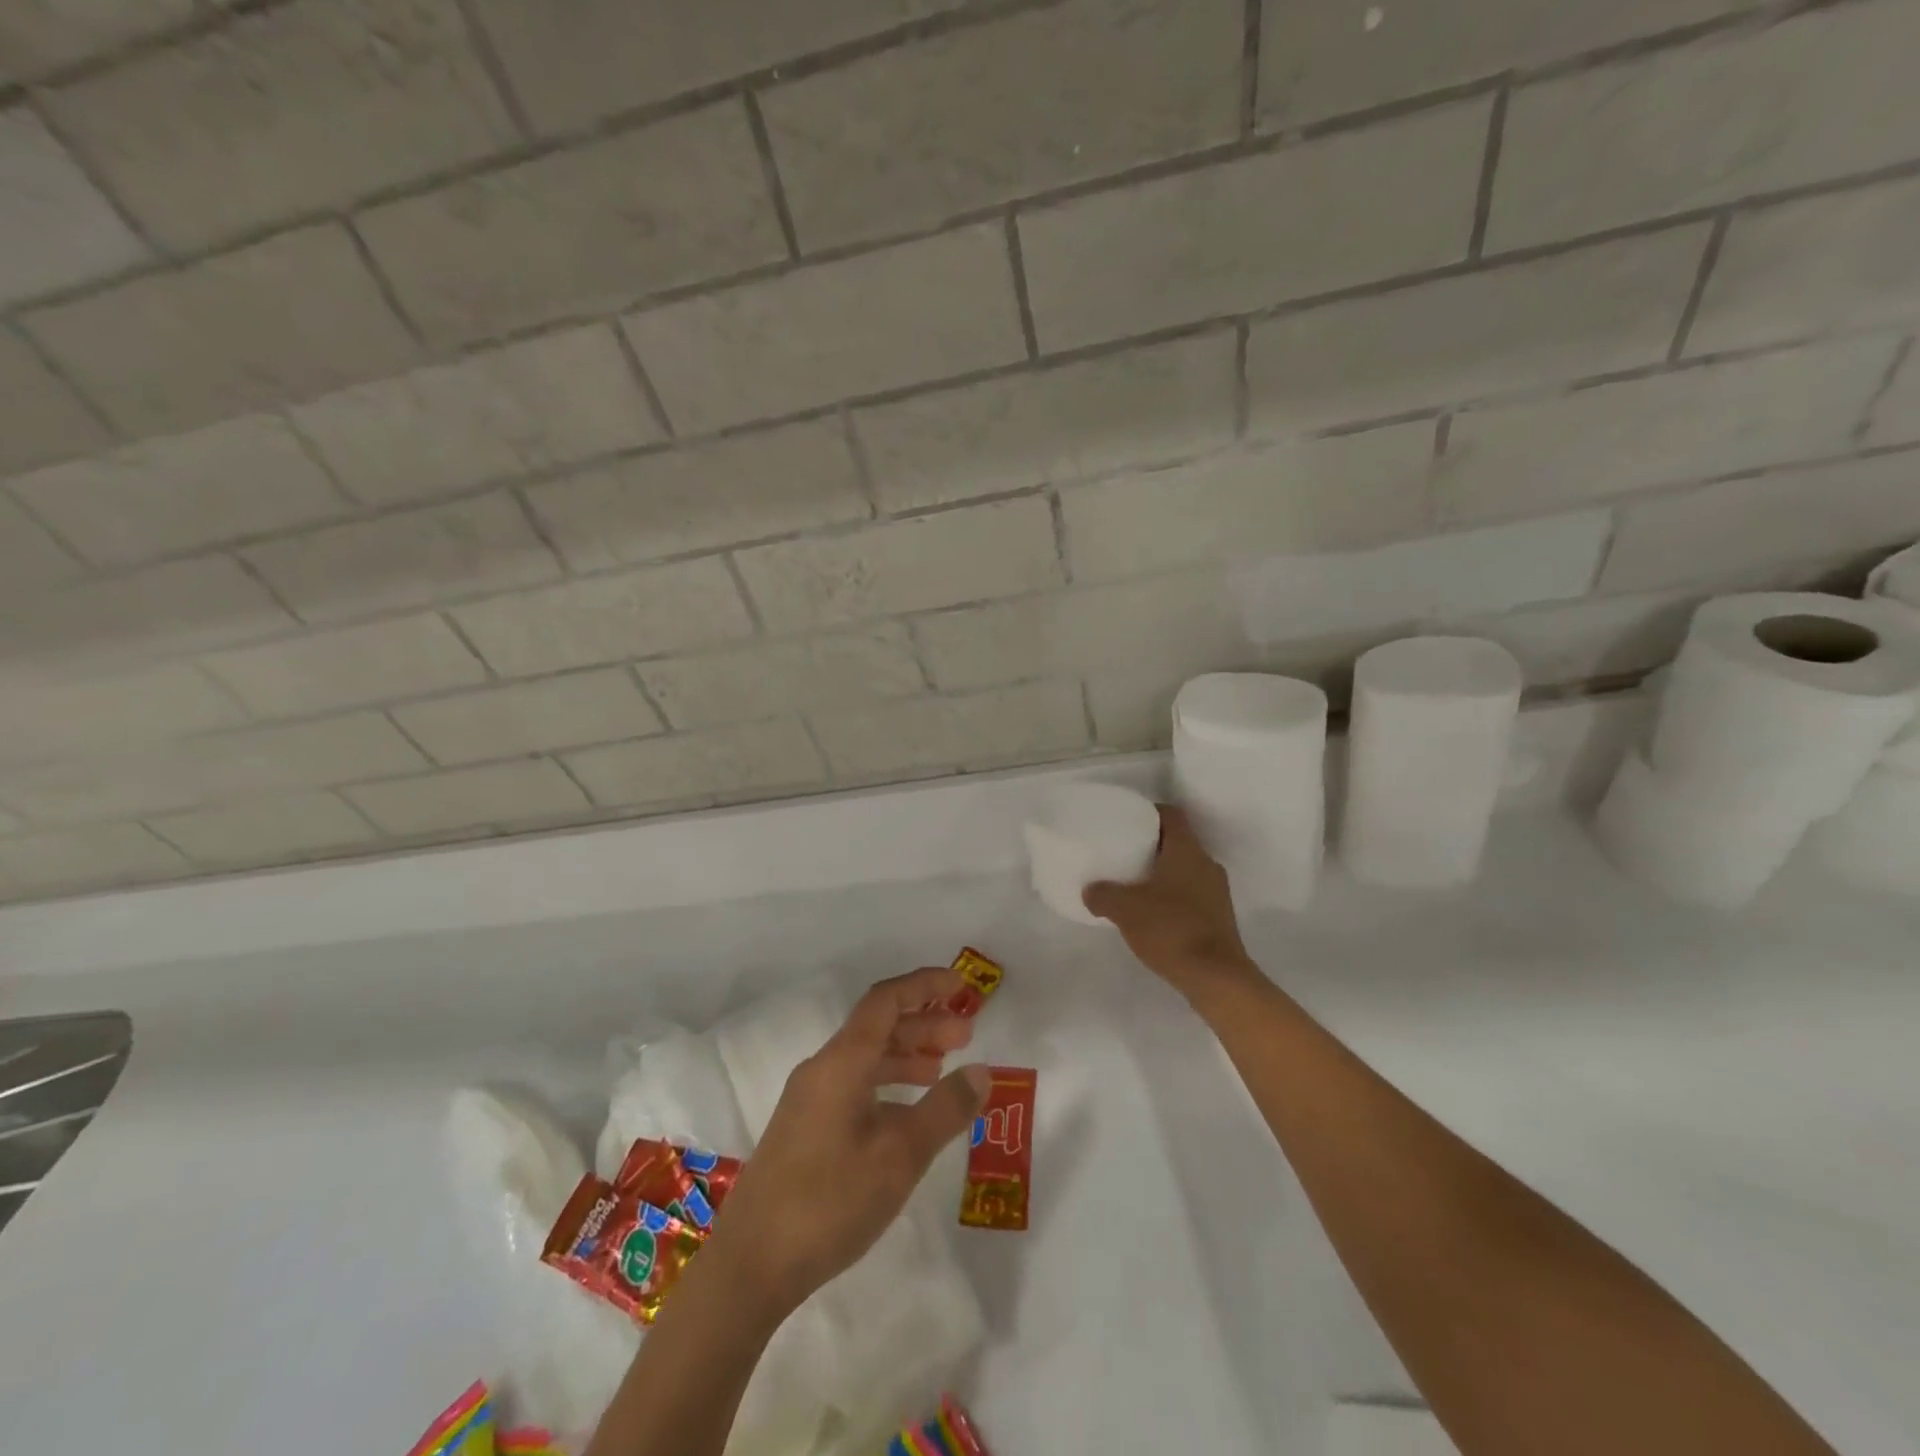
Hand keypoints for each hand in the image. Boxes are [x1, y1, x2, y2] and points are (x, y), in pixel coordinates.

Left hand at [704, 967, 988, 1317]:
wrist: (750, 1266)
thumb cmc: (830, 1202)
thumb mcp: (900, 1156)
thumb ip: (945, 1109)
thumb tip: (982, 1070)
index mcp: (842, 1062)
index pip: (886, 1000)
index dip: (924, 986)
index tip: (961, 985)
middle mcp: (823, 1069)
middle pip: (877, 1026)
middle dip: (923, 1023)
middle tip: (966, 1036)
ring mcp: (809, 1099)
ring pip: (865, 1057)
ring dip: (906, 1054)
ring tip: (943, 1068)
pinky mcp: (804, 1127)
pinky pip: (853, 1084)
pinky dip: (886, 1083)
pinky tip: (906, 1112)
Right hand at [1083, 805, 1258, 997]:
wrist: (1216, 978)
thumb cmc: (1171, 929)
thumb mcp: (1125, 909)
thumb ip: (1103, 895)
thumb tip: (1090, 890)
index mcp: (1187, 851)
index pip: (1172, 815)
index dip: (1150, 812)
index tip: (1128, 819)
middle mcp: (1207, 864)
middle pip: (1179, 842)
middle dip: (1153, 846)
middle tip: (1125, 852)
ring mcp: (1217, 892)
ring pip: (1186, 870)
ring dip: (1163, 874)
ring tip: (1135, 884)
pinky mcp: (1219, 918)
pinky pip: (1192, 895)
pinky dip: (1173, 898)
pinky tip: (1153, 914)